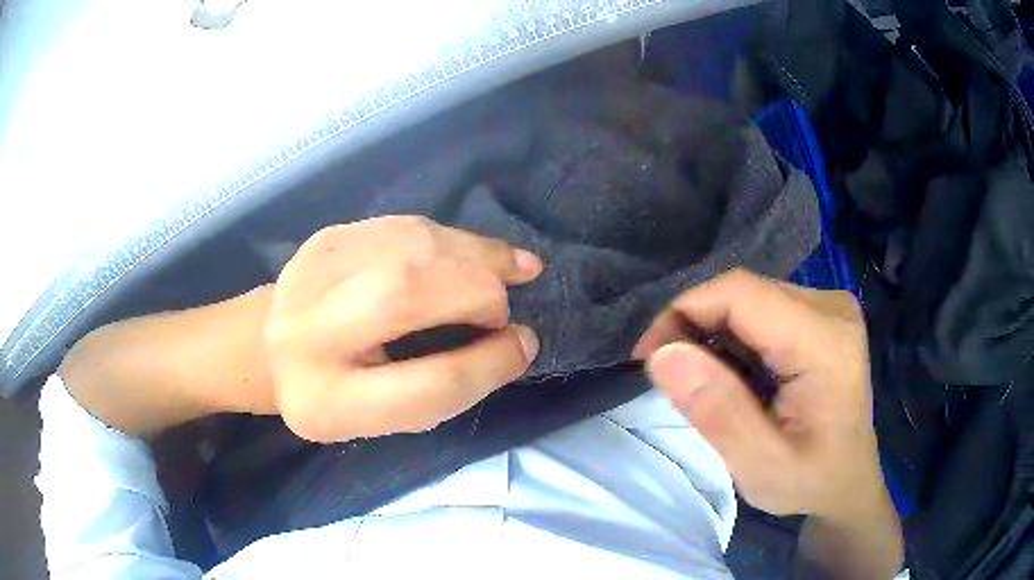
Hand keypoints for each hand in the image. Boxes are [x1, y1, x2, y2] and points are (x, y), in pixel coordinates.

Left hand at [265, 216, 542, 442]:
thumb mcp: (380, 419)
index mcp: (327, 400)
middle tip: (507, 310)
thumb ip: (443, 388)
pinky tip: (476, 252)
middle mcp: (310, 330)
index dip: (488, 364)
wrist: (267, 347)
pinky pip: (404, 227)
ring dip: (475, 255)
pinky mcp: (327, 236)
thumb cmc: (332, 394)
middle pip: (408, 295)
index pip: (426, 386)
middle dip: (478, 295)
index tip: (522, 347)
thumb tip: (513, 341)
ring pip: (410, 247)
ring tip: (517, 266)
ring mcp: (314, 270)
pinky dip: (450, 238)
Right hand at [634, 269, 880, 519]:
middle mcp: (831, 307)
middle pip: (743, 292)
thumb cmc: (811, 481)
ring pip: (749, 298)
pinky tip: (733, 374)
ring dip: (714, 334)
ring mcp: (829, 307)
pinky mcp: (822, 314)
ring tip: (704, 382)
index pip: (740, 293)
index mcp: (825, 340)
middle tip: (672, 379)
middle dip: (695, 327)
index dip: (684, 313)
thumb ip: (718, 411)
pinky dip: (735, 337)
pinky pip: (762, 308)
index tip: (650, 359)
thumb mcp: (760, 465)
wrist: (848, 482)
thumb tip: (663, 355)